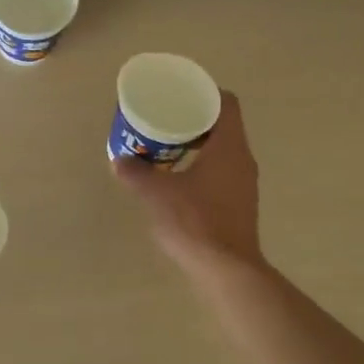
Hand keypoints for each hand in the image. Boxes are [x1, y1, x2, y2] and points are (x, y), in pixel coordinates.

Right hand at [114, 89, 265, 274]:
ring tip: (167, 147)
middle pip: (223, 125)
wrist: (226, 270)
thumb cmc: (194, 221)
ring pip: (223, 150)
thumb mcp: (156, 193)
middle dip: (194, 119)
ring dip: (197, 145)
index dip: (205, 93)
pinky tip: (178, 179)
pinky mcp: (240, 204)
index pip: (227, 103)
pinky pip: (222, 172)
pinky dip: (202, 167)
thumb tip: (119, 160)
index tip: (181, 94)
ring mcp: (244, 184)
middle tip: (166, 119)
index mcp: (229, 146)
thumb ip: (136, 173)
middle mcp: (242, 159)